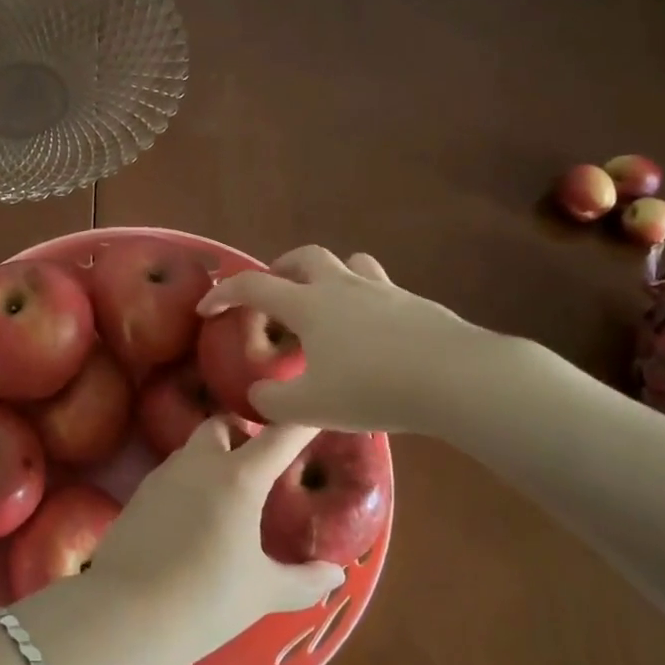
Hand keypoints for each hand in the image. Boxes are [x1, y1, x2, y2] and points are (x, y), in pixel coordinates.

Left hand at [88, 420, 344, 657]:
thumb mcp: (264, 592)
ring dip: (215, 456)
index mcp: (238, 477)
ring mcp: (164, 474)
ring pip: (194, 447)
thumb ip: (305, 580)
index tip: (315, 409)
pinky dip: (190, 480)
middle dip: (244, 433)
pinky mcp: (139, 492)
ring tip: (230, 494)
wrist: (127, 614)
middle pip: (223, 424)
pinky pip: (173, 472)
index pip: (279, 435)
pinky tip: (195, 517)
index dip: (301, 420)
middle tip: (262, 465)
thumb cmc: (206, 600)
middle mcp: (200, 462)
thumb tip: (336, 573)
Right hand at [197, 244, 532, 437]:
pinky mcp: (415, 303)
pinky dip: (366, 300)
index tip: (208, 308)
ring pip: (348, 263)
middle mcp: (341, 286)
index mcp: (308, 304)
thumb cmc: (373, 387)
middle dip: (281, 270)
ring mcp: (382, 290)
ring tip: (326, 305)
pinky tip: (373, 333)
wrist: (456, 377)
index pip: (254, 286)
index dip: (225, 293)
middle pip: (304, 257)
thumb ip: (273, 404)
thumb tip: (257, 396)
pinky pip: (381, 288)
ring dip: (328, 276)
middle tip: (275, 296)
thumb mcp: (311, 407)